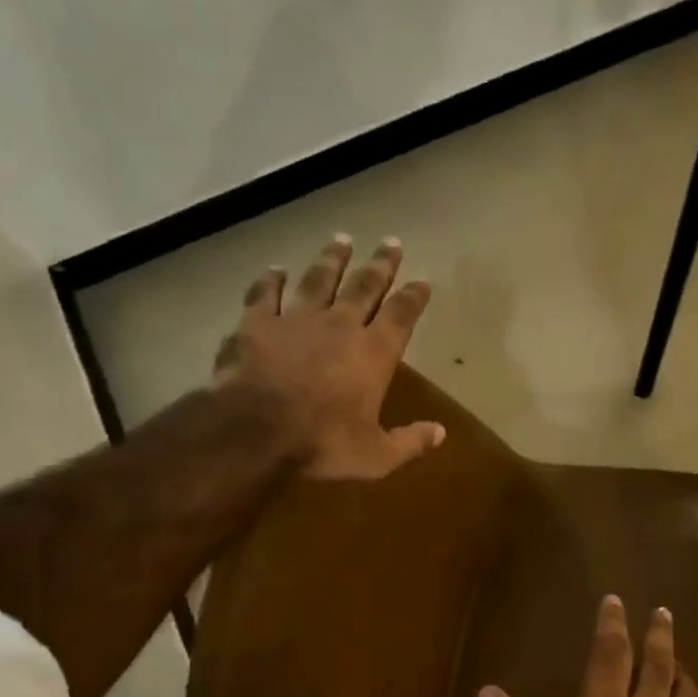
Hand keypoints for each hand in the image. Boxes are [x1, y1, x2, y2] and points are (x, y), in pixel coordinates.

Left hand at [215, 234, 443, 479]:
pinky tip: (275, 269)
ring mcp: (297, 319)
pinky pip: (265, 294)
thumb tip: (441, 433)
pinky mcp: (258, 323)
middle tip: (391, 242)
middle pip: (365, 286)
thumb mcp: (376, 456)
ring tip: (342, 240)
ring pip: (319, 280)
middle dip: (380, 265)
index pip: (402, 316)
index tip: (423, 280)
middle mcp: (340, 326)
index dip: (414, 297)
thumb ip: (410, 442)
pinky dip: (270, 280)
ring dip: (332, 260)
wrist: (256, 430)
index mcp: (373, 354)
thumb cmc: (323, 443)